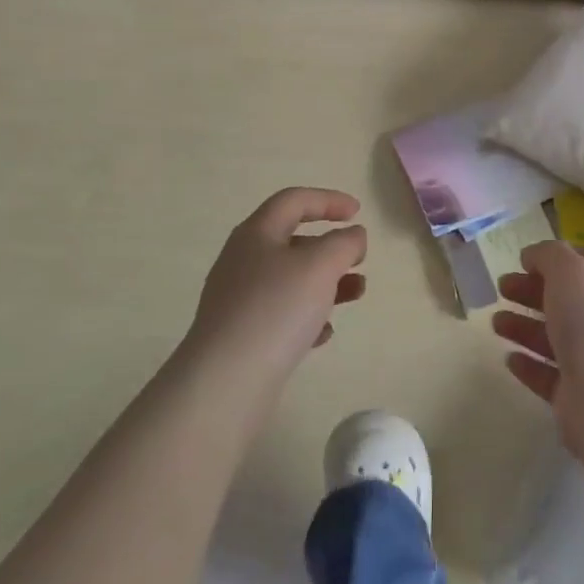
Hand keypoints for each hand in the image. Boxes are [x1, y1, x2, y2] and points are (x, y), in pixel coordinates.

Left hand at [184, 188, 367, 390]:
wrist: (224, 384)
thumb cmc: (276, 309)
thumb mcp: (321, 265)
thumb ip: (344, 243)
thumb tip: (353, 236)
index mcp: (257, 234)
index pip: (294, 200)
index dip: (328, 200)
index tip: (358, 212)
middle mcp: (243, 261)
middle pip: (293, 241)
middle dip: (331, 247)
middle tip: (359, 259)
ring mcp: (239, 300)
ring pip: (291, 279)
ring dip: (327, 282)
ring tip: (356, 294)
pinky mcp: (241, 336)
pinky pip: (281, 315)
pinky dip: (307, 315)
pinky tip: (323, 333)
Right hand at [492, 240, 583, 447]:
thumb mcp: (567, 267)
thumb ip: (548, 254)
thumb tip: (533, 256)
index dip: (557, 257)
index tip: (524, 260)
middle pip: (566, 299)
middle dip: (531, 291)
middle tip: (502, 287)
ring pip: (555, 336)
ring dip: (524, 326)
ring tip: (495, 322)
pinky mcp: (579, 395)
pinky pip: (549, 374)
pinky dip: (529, 364)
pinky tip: (509, 358)